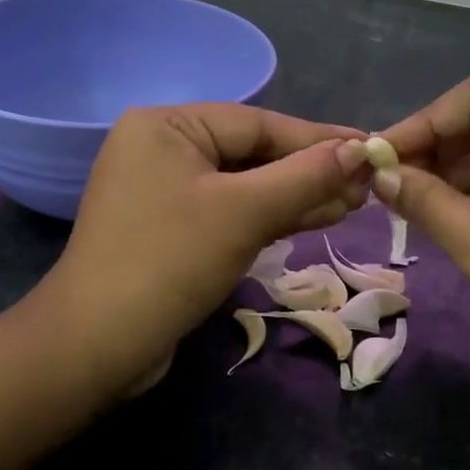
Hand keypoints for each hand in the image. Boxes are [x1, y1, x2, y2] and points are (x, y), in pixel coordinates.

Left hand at [35, 104, 372, 393]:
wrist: (98, 345)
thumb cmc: (170, 262)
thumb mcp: (244, 213)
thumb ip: (304, 177)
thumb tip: (360, 151)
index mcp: (166, 126)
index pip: (258, 124)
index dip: (318, 139)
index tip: (371, 149)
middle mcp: (161, 148)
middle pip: (251, 153)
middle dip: (309, 172)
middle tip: (368, 187)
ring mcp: (163, 191)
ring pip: (244, 186)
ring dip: (296, 197)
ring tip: (353, 205)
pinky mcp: (170, 229)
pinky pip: (228, 212)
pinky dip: (268, 218)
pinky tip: (313, 220)